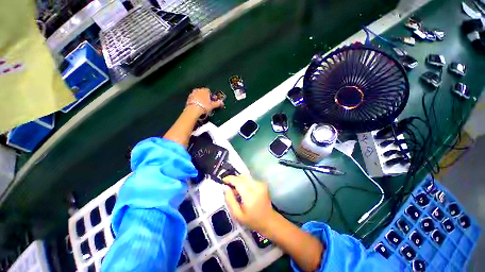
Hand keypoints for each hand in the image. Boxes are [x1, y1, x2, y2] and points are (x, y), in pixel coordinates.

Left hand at [186, 88, 223, 116]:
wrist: (193, 110)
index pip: (209, 91)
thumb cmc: (204, 106)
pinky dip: (196, 101)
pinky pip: (194, 99)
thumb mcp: (212, 106)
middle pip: (203, 93)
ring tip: (202, 106)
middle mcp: (198, 90)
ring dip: (200, 99)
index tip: (212, 101)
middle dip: (205, 97)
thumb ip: (217, 103)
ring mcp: (193, 93)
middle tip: (208, 104)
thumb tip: (221, 103)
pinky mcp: (188, 98)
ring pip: (198, 96)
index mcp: (205, 90)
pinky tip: (197, 107)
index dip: (211, 96)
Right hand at [223, 175, 275, 232]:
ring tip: (237, 192)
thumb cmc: (252, 220)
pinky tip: (244, 191)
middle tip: (230, 188)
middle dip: (234, 180)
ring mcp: (261, 184)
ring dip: (239, 181)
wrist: (269, 220)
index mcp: (250, 195)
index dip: (230, 179)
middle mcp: (257, 186)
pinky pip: (250, 179)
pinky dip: (245, 183)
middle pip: (242, 177)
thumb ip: (230, 200)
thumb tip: (225, 187)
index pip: (238, 181)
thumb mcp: (237, 214)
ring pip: (246, 177)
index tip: (223, 181)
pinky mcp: (263, 183)